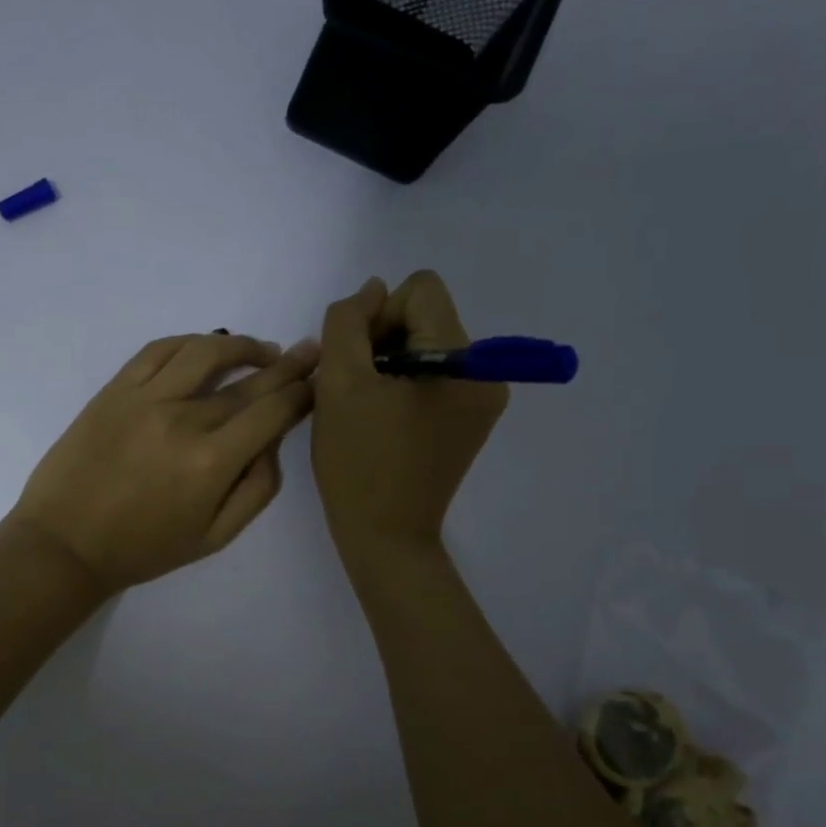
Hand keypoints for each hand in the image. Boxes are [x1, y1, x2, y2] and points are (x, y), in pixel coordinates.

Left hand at [3, 331, 319, 593]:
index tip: (318, 383)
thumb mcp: (215, 538)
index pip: (273, 410)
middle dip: (287, 364)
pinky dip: (190, 342)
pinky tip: (206, 347)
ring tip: (261, 349)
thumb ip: (257, 489)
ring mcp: (146, 397)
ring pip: (206, 351)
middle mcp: (184, 419)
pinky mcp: (115, 389)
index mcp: (212, 462)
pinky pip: (159, 349)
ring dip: (242, 345)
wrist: (65, 543)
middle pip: (248, 380)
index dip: (303, 393)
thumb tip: (273, 442)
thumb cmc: (143, 548)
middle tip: (310, 351)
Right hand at [312, 272, 507, 564]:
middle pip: (425, 317)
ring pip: (425, 346)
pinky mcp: (469, 422)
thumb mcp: (339, 382)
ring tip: (366, 408)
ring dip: (388, 365)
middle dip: (383, 342)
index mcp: (463, 360)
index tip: (357, 364)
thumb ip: (348, 321)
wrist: (384, 536)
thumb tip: (373, 290)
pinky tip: (382, 420)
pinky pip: (433, 377)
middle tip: (356, 390)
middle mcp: (486, 373)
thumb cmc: (358, 461)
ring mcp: (482, 400)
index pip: (420, 291)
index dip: (377, 317)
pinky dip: (402, 387)